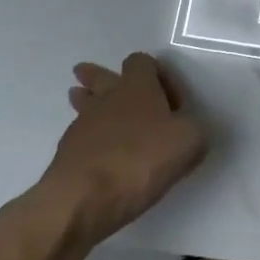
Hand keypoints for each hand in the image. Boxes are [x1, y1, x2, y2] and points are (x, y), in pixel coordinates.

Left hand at [38, 53, 208, 237]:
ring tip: (88, 104)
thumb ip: (193, 128)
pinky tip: (100, 154)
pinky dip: (90, 140)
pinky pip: (80, 136)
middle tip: (98, 77)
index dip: (159, 74)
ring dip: (89, 103)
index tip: (172, 102)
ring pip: (84, 104)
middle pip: (99, 76)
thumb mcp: (190, 141)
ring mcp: (81, 125)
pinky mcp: (66, 153)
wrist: (84, 198)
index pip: (141, 61)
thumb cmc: (142, 159)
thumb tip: (186, 129)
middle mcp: (107, 99)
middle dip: (100, 76)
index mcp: (138, 88)